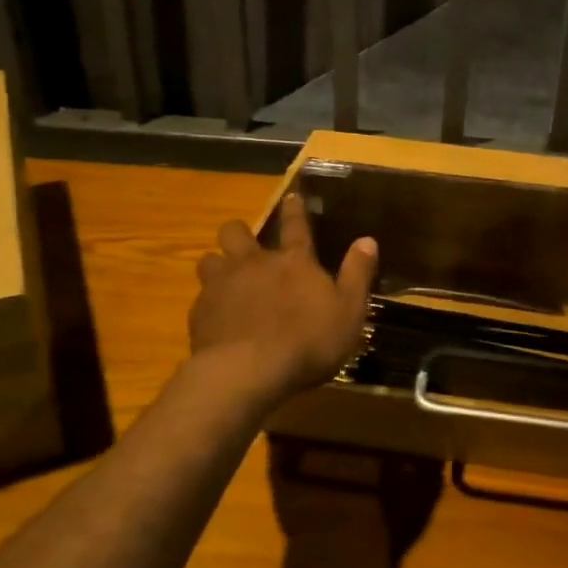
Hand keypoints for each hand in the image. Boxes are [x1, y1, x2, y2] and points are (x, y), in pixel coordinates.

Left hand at [190, 193, 377, 401]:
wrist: (248, 371)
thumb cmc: (308, 341)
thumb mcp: (349, 310)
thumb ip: (357, 274)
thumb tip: (367, 240)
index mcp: (294, 261)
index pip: (296, 225)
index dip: (295, 209)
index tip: (291, 196)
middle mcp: (254, 263)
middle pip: (235, 232)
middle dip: (239, 233)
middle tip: (246, 246)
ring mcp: (222, 286)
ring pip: (209, 260)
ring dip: (218, 266)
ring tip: (225, 281)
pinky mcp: (200, 313)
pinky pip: (200, 298)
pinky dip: (210, 304)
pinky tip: (217, 321)